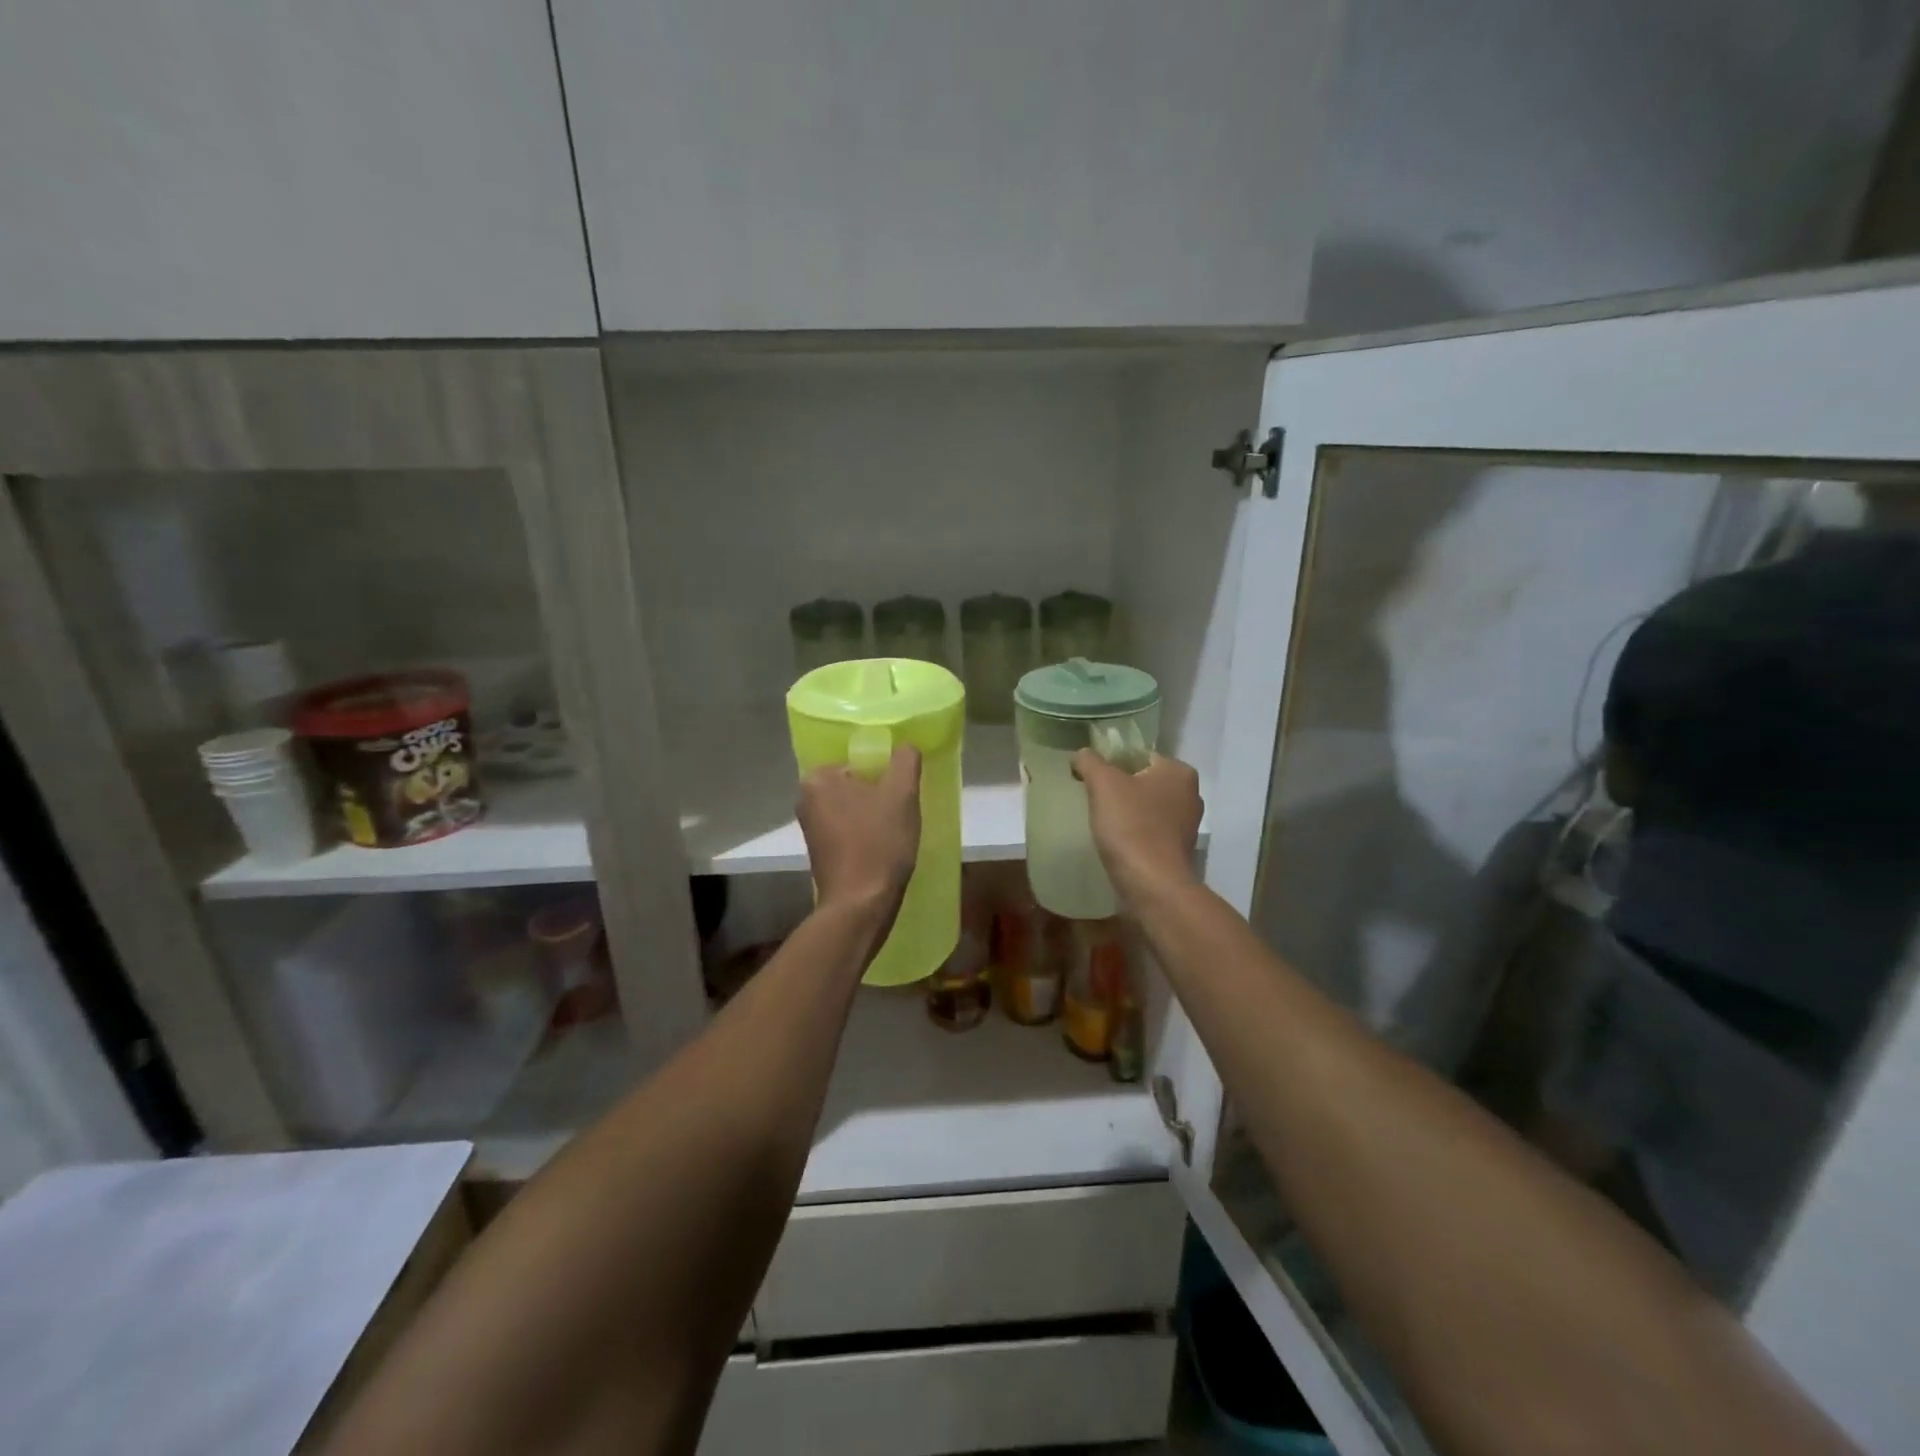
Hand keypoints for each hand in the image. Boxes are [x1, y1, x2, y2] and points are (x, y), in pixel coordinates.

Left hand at [798, 746, 921, 914]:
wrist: (861, 904)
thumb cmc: (879, 843)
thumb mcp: (902, 793)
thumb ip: (905, 760)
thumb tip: (906, 746)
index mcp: (817, 778)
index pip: (858, 760)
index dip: (885, 772)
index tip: (902, 790)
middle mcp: (805, 799)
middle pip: (855, 783)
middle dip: (879, 793)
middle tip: (903, 808)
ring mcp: (810, 828)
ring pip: (853, 807)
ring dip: (875, 814)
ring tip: (896, 828)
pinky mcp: (820, 852)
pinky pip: (848, 829)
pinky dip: (866, 833)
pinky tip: (884, 846)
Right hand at [1071, 750, 1202, 906]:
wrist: (1151, 884)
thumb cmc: (1130, 825)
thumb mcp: (1103, 783)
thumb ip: (1090, 762)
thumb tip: (1081, 754)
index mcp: (1179, 772)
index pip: (1140, 756)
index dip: (1112, 763)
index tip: (1091, 778)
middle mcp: (1190, 795)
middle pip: (1144, 782)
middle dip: (1121, 789)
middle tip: (1093, 798)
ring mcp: (1187, 826)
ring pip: (1148, 808)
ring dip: (1127, 812)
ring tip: (1101, 821)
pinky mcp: (1178, 851)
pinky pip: (1150, 832)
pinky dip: (1134, 833)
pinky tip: (1115, 841)